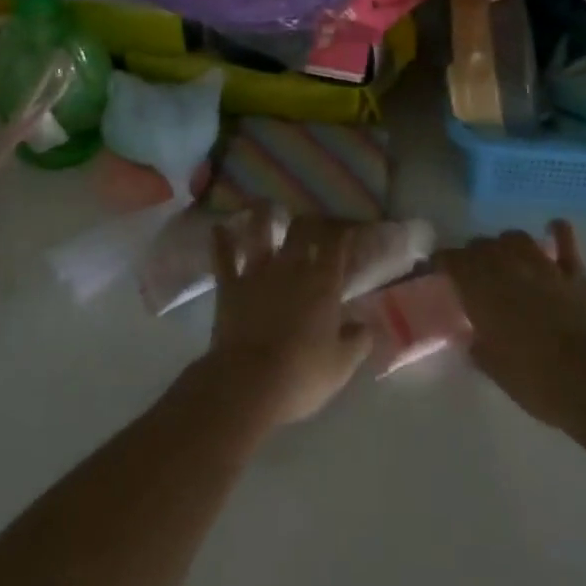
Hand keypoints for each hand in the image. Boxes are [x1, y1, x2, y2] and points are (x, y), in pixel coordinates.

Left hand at [203, 216, 369, 428]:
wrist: (249, 382)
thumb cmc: (302, 375)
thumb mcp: (341, 365)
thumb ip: (358, 341)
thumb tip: (367, 326)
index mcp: (323, 283)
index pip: (337, 245)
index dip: (343, 232)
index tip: (347, 227)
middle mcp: (292, 268)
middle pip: (302, 230)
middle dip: (309, 220)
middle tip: (311, 217)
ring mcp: (258, 272)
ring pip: (260, 232)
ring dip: (262, 216)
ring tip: (263, 204)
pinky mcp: (230, 284)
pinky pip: (224, 257)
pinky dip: (220, 241)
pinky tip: (218, 227)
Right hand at [437, 220, 585, 432]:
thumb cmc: (532, 377)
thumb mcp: (492, 367)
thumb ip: (477, 346)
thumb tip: (473, 338)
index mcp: (479, 287)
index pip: (450, 260)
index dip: (439, 262)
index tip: (433, 270)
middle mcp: (506, 266)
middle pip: (480, 245)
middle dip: (472, 255)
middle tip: (472, 273)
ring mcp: (541, 265)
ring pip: (515, 238)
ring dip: (506, 245)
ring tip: (505, 256)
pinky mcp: (573, 272)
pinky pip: (564, 240)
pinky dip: (557, 232)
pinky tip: (552, 228)